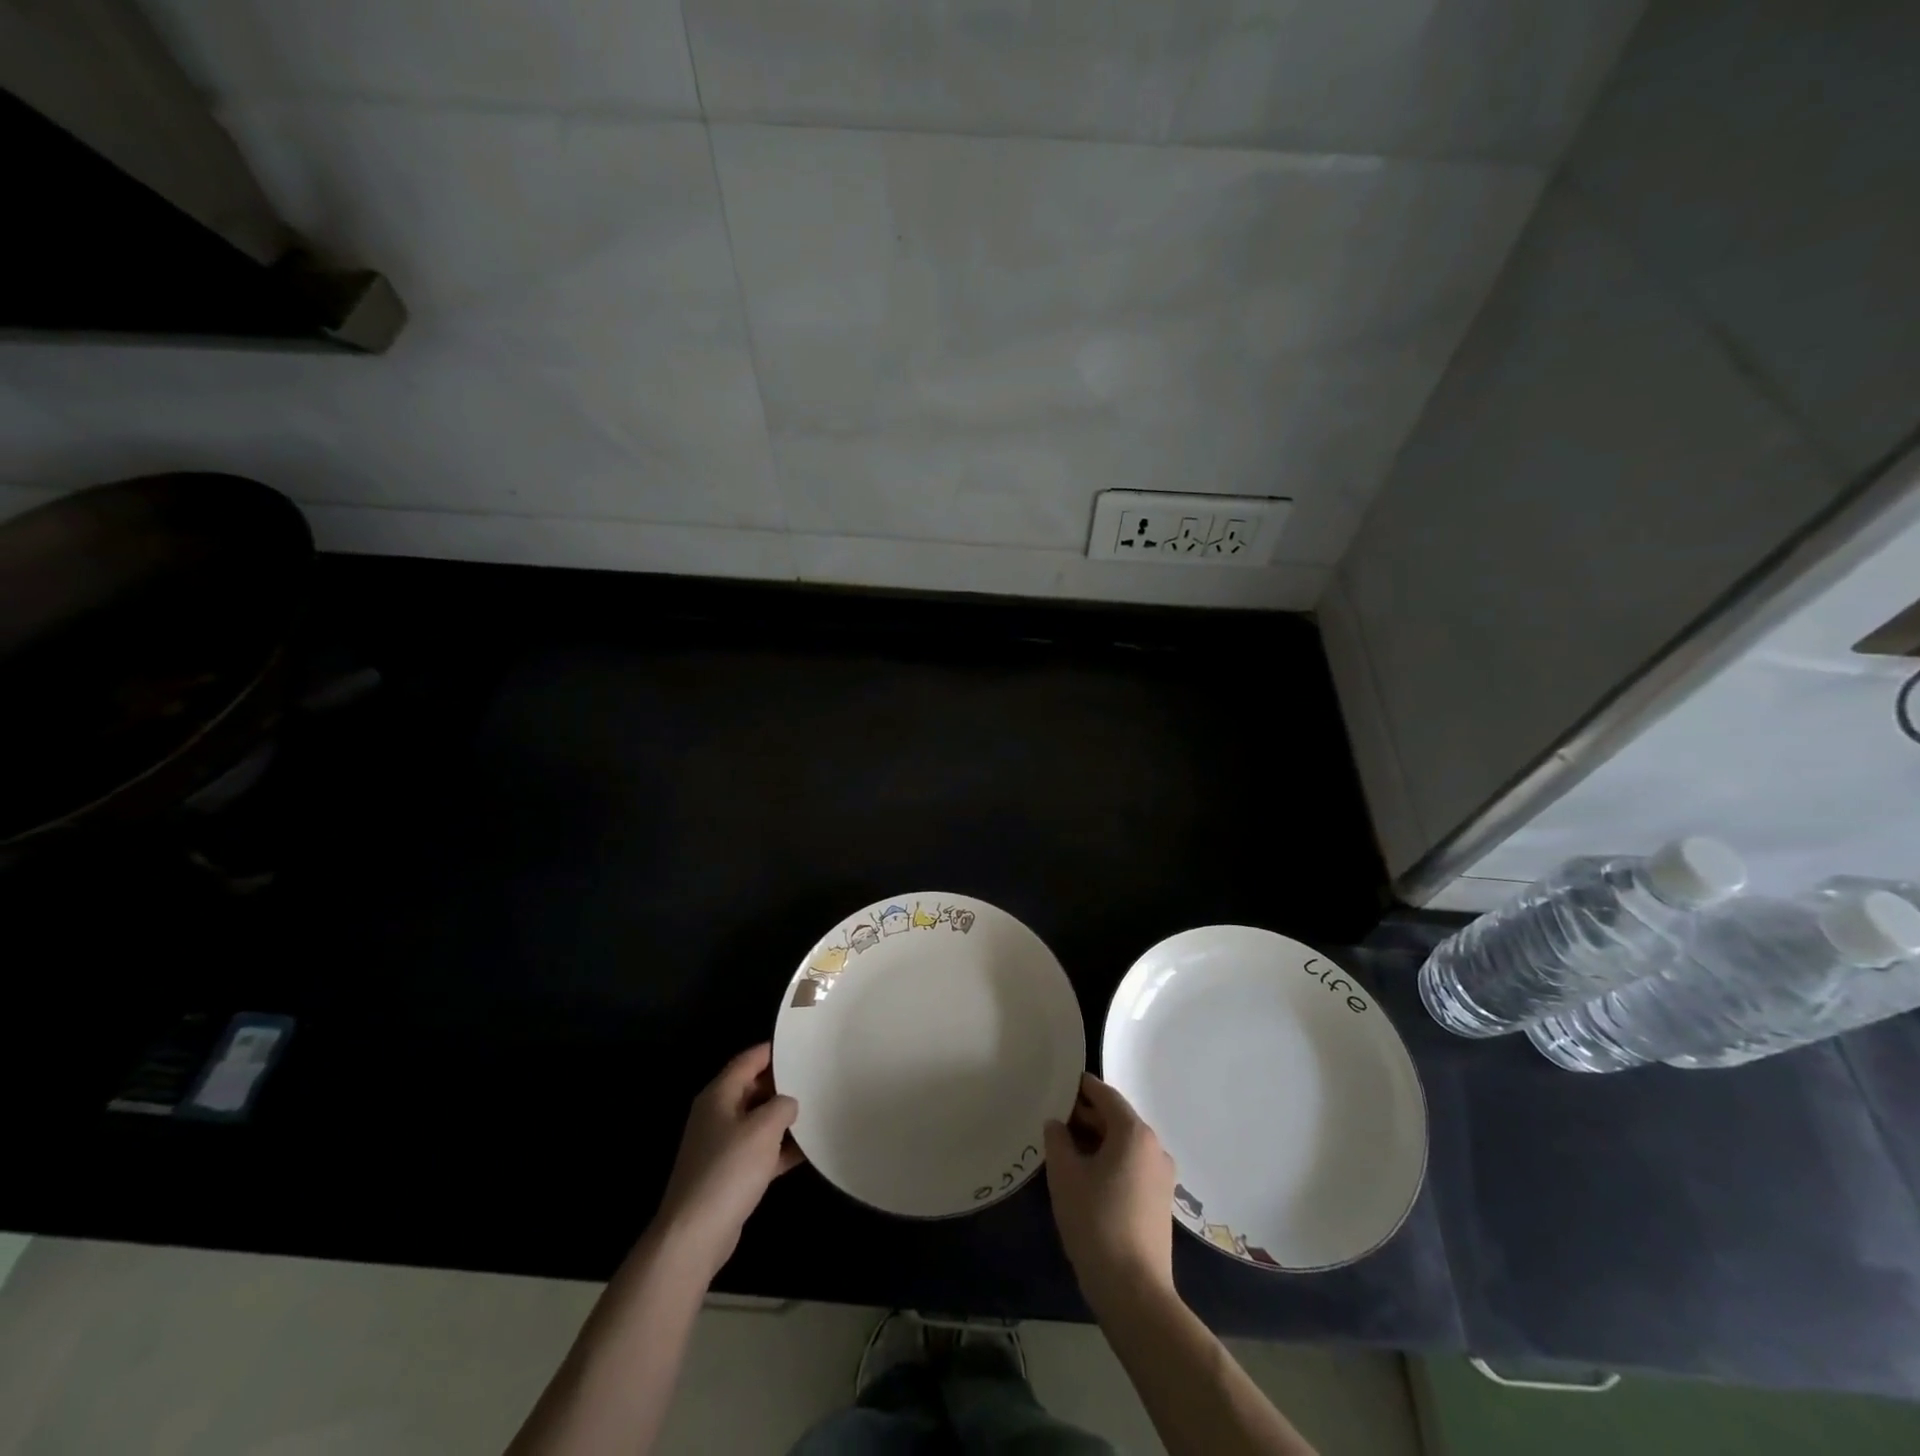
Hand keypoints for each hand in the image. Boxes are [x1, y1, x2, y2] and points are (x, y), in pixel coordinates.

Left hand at [654, 1044, 802, 1277]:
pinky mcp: (729, 1175)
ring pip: (758, 1121)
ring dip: (784, 1119)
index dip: (773, 1051)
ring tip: (818, 1109)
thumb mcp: (764, 1128)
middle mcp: (718, 1115)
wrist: (695, 1235)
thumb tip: (788, 1103)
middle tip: (815, 1077)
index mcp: (719, 1095)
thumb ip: (782, 1105)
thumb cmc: (729, 1170)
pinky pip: (760, 1151)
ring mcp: (722, 1146)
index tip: (801, 1045)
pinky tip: (808, 1150)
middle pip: (753, 1089)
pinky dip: (780, 1149)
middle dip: (782, 1084)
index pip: (748, 1060)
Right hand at [1044, 1073, 1177, 1314]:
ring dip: (1097, 1141)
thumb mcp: (1065, 1176)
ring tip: (1065, 1150)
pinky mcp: (1161, 1201)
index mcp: (1134, 1132)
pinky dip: (1110, 1162)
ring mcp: (1162, 1176)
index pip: (1105, 1095)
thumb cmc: (1096, 1223)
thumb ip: (1057, 1140)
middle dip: (1085, 1117)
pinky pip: (1132, 1166)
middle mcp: (1154, 1147)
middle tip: (1054, 1121)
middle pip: (1117, 1118)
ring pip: (1124, 1144)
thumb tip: (1056, 1124)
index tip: (1057, 1086)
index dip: (1080, 1088)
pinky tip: (1087, 1178)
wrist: (1135, 1292)